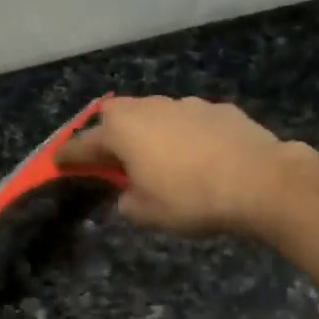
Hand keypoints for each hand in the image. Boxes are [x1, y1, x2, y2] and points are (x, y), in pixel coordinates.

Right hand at [58, 96, 297, 237]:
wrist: (260, 181)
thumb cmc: (192, 199)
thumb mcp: (147, 214)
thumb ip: (127, 201)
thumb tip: (129, 193)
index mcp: (124, 130)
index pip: (84, 143)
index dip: (69, 156)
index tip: (58, 162)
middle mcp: (151, 107)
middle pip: (118, 115)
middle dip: (109, 133)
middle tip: (112, 158)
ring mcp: (188, 104)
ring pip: (156, 113)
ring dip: (150, 133)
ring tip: (159, 159)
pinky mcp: (220, 110)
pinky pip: (190, 121)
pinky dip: (185, 135)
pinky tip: (198, 156)